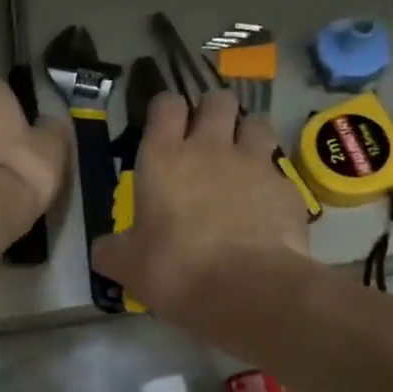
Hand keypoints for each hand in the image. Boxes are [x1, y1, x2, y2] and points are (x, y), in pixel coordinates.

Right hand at [92, 89, 311, 315]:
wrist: (249, 291)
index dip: (166, 110)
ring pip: (256, 123)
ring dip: (247, 136)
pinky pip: (278, 171)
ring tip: (240, 162)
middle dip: (212, 112)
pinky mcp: (287, 188)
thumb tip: (105, 248)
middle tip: (206, 139)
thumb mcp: (127, 266)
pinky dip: (270, 182)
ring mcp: (254, 164)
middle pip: (218, 100)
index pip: (166, 104)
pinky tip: (264, 207)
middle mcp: (210, 148)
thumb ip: (112, 249)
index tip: (164, 127)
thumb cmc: (176, 270)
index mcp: (164, 158)